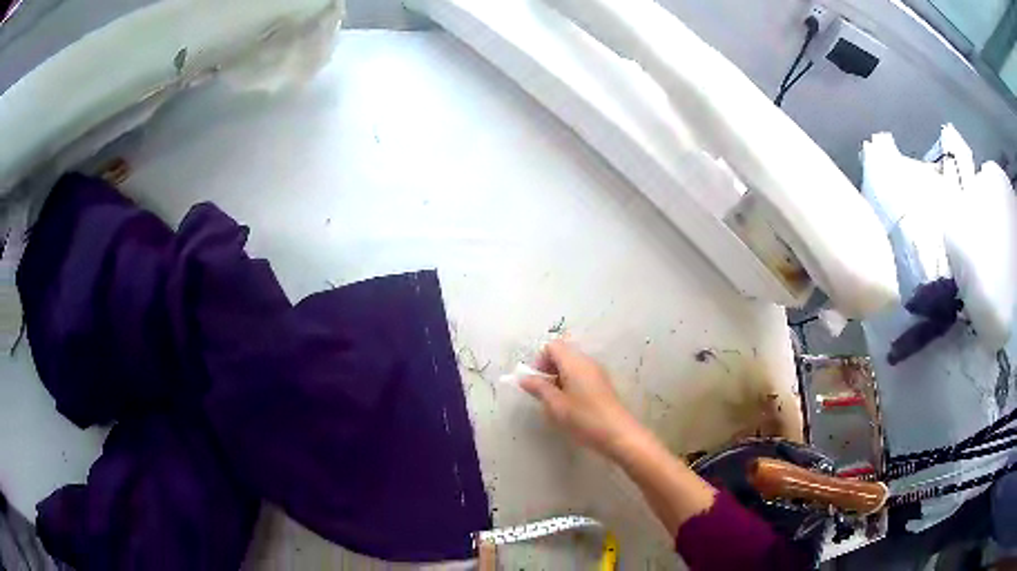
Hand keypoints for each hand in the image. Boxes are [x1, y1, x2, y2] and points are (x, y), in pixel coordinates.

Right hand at [519, 340, 641, 458]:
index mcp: (574, 362)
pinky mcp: (602, 383)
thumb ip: (539, 388)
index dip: (539, 360)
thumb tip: (524, 378)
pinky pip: (581, 374)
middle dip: (548, 369)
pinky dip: (571, 383)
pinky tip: (570, 405)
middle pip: (563, 353)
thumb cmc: (584, 418)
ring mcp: (597, 372)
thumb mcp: (556, 405)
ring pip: (572, 365)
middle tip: (543, 392)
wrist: (618, 434)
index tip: (535, 381)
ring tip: (555, 401)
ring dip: (559, 377)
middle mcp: (587, 361)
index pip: (552, 346)